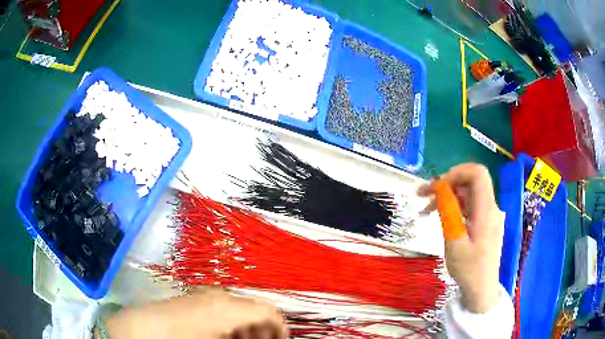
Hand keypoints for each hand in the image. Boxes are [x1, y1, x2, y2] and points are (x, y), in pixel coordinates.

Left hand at [98, 289, 285, 338]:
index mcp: (229, 307)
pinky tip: (223, 336)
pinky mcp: (194, 299)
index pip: (269, 311)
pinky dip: (230, 323)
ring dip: (246, 327)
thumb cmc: (182, 338)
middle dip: (262, 329)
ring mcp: (205, 295)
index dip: (280, 328)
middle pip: (254, 308)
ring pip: (239, 308)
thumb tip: (256, 338)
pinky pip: (222, 309)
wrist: (143, 328)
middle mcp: (220, 296)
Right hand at [418, 163, 504, 312]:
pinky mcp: (485, 222)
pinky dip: (454, 206)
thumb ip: (449, 213)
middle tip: (423, 195)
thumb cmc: (468, 269)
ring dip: (447, 196)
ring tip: (426, 209)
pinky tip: (441, 216)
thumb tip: (441, 188)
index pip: (478, 174)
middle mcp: (490, 207)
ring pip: (468, 193)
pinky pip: (469, 206)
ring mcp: (488, 214)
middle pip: (470, 182)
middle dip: (446, 184)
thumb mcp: (454, 243)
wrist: (481, 288)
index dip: (457, 172)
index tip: (438, 186)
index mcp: (486, 210)